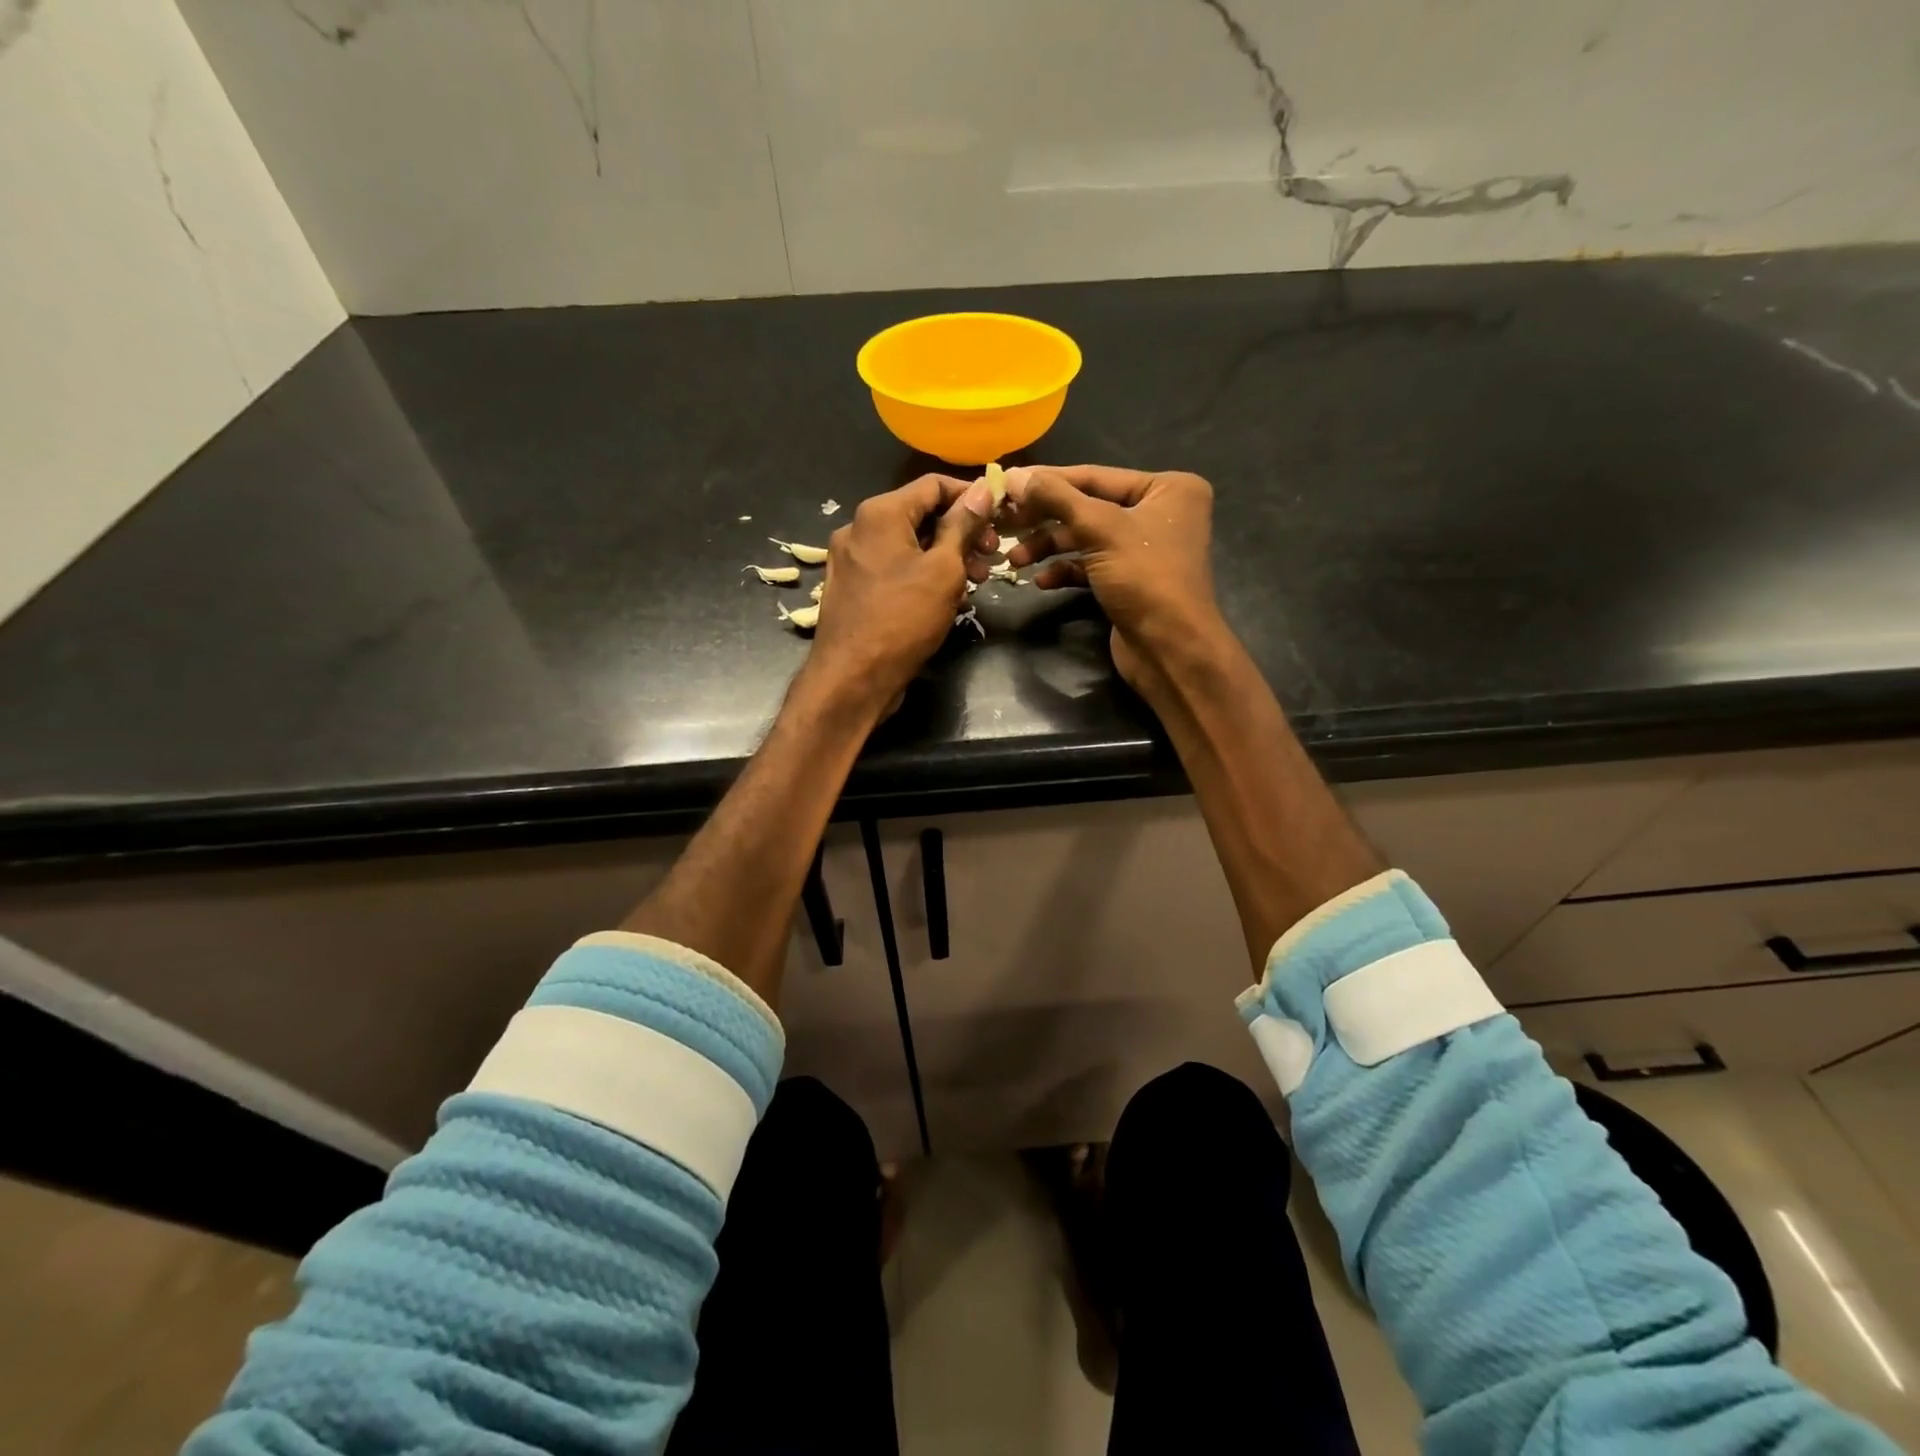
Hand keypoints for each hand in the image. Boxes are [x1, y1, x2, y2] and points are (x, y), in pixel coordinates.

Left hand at [803, 473, 994, 715]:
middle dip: (961, 532)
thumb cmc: (903, 619)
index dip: (971, 495)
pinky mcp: (852, 589)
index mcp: (880, 513)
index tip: (1001, 515)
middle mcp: (859, 528)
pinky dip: (922, 574)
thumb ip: (963, 526)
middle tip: (993, 556)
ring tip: (977, 582)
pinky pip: (894, 569)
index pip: (933, 485)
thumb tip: (984, 490)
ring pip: (908, 545)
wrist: (852, 678)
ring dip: (946, 557)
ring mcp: (851, 561)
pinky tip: (947, 597)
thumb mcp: (944, 570)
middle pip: (920, 515)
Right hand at [1003, 464, 1221, 693]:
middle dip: (1045, 520)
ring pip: (1085, 538)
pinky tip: (1041, 581)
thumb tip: (1013, 476)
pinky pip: (1090, 565)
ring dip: (1048, 548)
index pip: (1095, 476)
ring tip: (1015, 561)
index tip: (1006, 482)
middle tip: (1005, 525)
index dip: (1048, 481)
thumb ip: (1056, 498)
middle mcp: (1159, 512)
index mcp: (1167, 488)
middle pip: (1088, 507)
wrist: (1169, 648)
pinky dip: (1065, 570)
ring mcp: (1144, 548)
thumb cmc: (1145, 578)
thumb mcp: (1100, 529)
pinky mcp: (1129, 580)